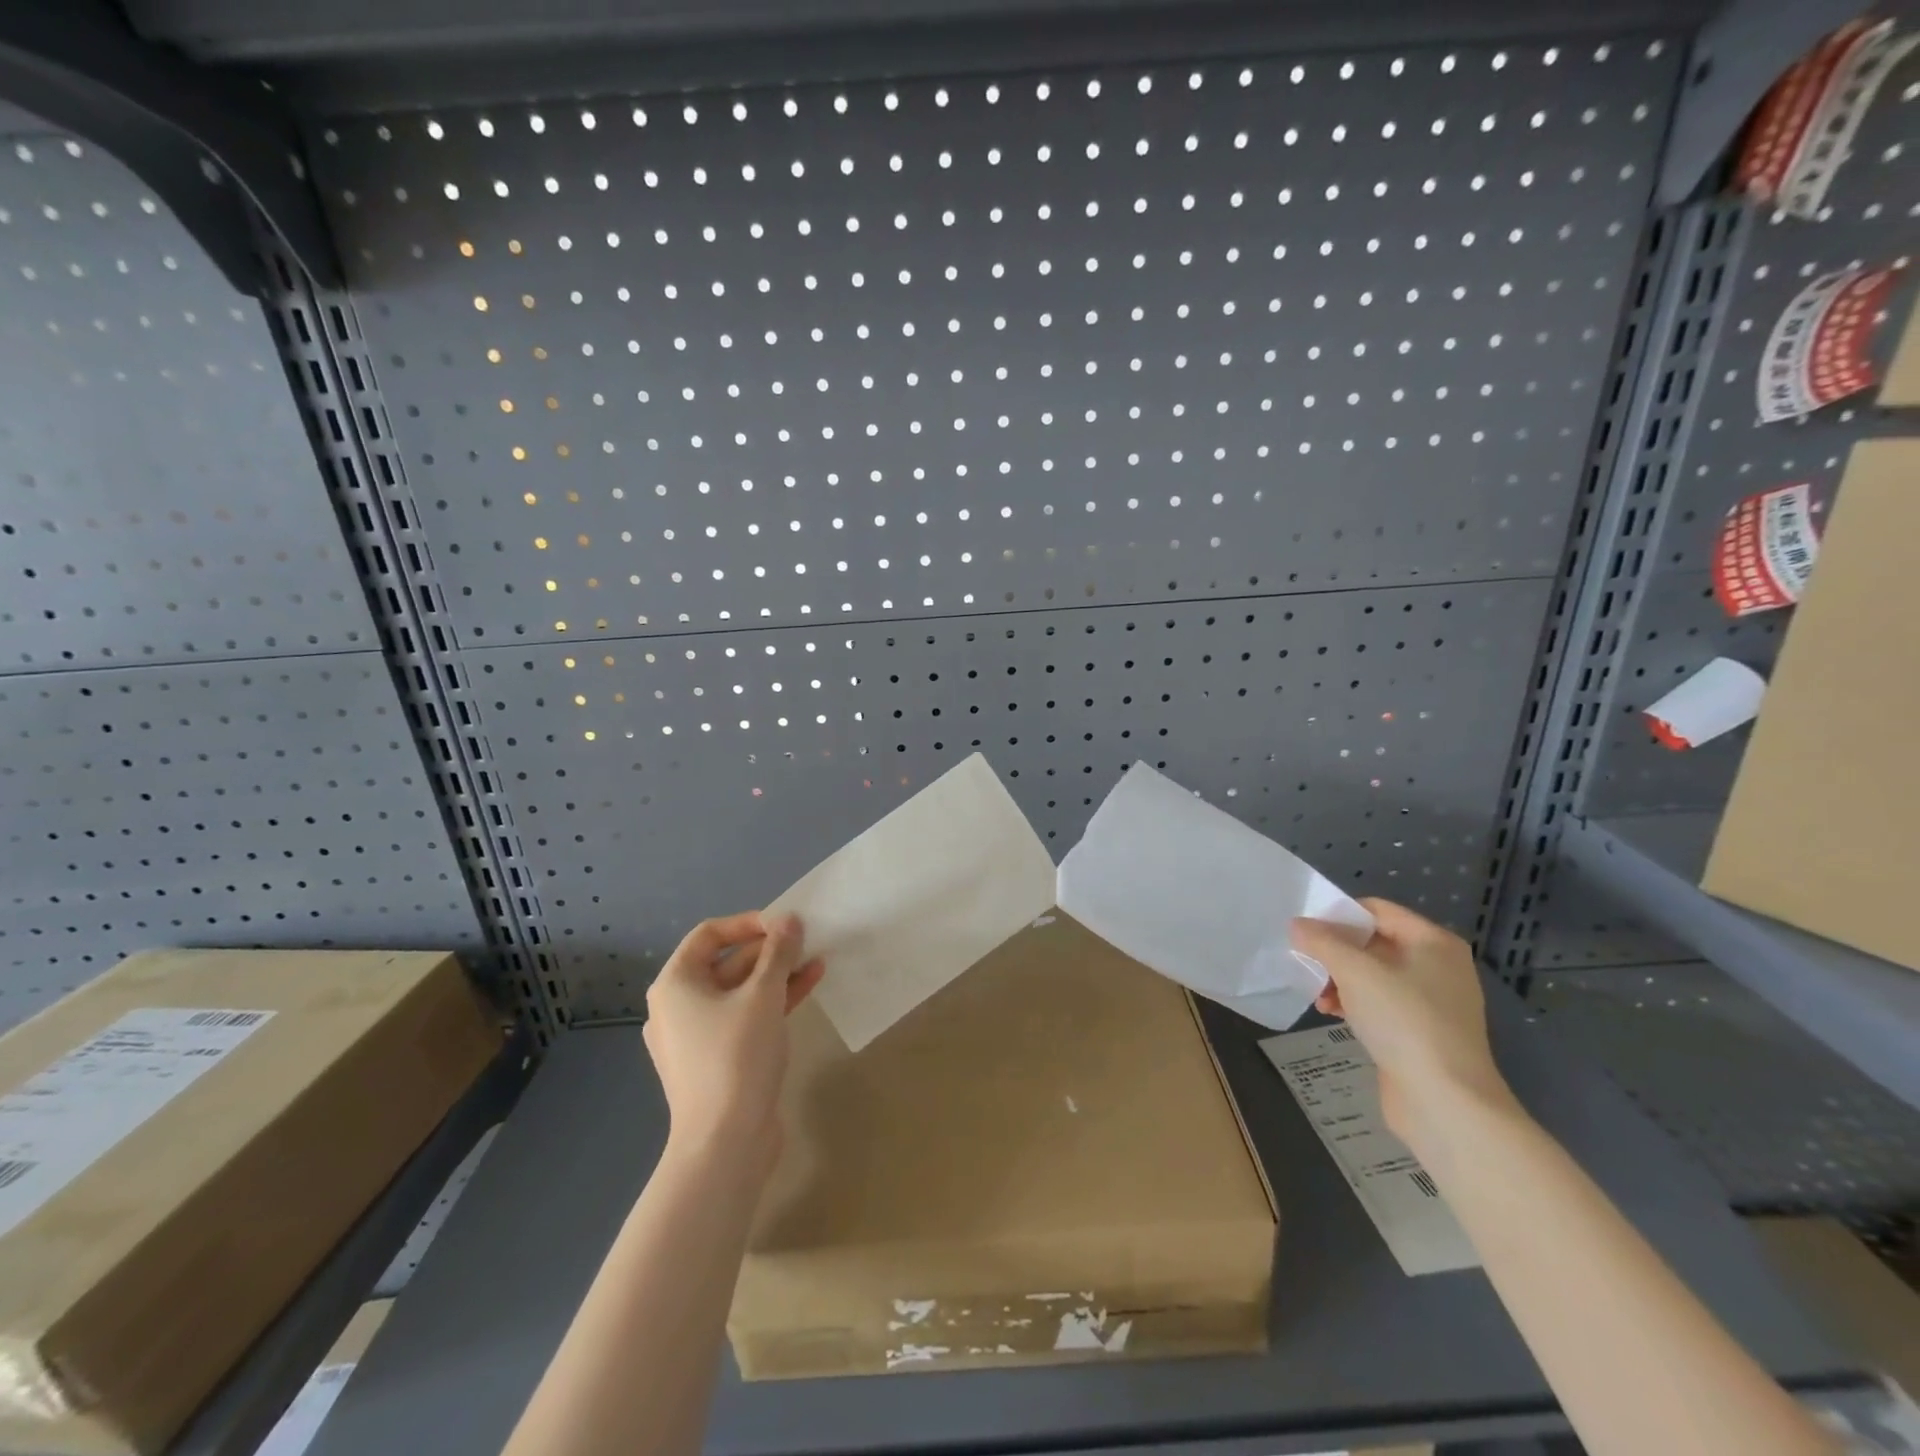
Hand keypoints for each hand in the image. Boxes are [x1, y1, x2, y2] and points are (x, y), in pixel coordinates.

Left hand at [643, 911, 824, 1172]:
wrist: (724, 1144)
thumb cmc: (736, 1057)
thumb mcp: (763, 996)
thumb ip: (779, 953)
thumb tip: (790, 920)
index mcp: (675, 985)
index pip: (709, 934)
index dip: (749, 923)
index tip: (786, 925)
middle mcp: (679, 1006)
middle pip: (727, 962)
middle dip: (769, 950)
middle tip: (807, 941)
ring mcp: (697, 1036)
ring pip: (740, 990)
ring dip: (777, 974)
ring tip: (816, 960)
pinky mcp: (717, 1059)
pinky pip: (745, 1016)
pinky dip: (773, 1000)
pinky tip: (809, 985)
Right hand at [1290, 898, 1515, 1156]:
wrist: (1445, 1102)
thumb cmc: (1404, 1021)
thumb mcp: (1355, 971)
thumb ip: (1322, 941)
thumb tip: (1298, 925)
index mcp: (1433, 942)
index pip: (1376, 910)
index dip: (1338, 916)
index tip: (1305, 932)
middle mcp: (1438, 966)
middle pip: (1373, 942)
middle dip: (1335, 952)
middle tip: (1307, 964)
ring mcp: (1433, 1002)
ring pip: (1373, 975)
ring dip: (1340, 980)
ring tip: (1318, 996)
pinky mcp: (1423, 1032)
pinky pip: (1380, 1003)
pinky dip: (1354, 1003)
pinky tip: (1332, 1014)